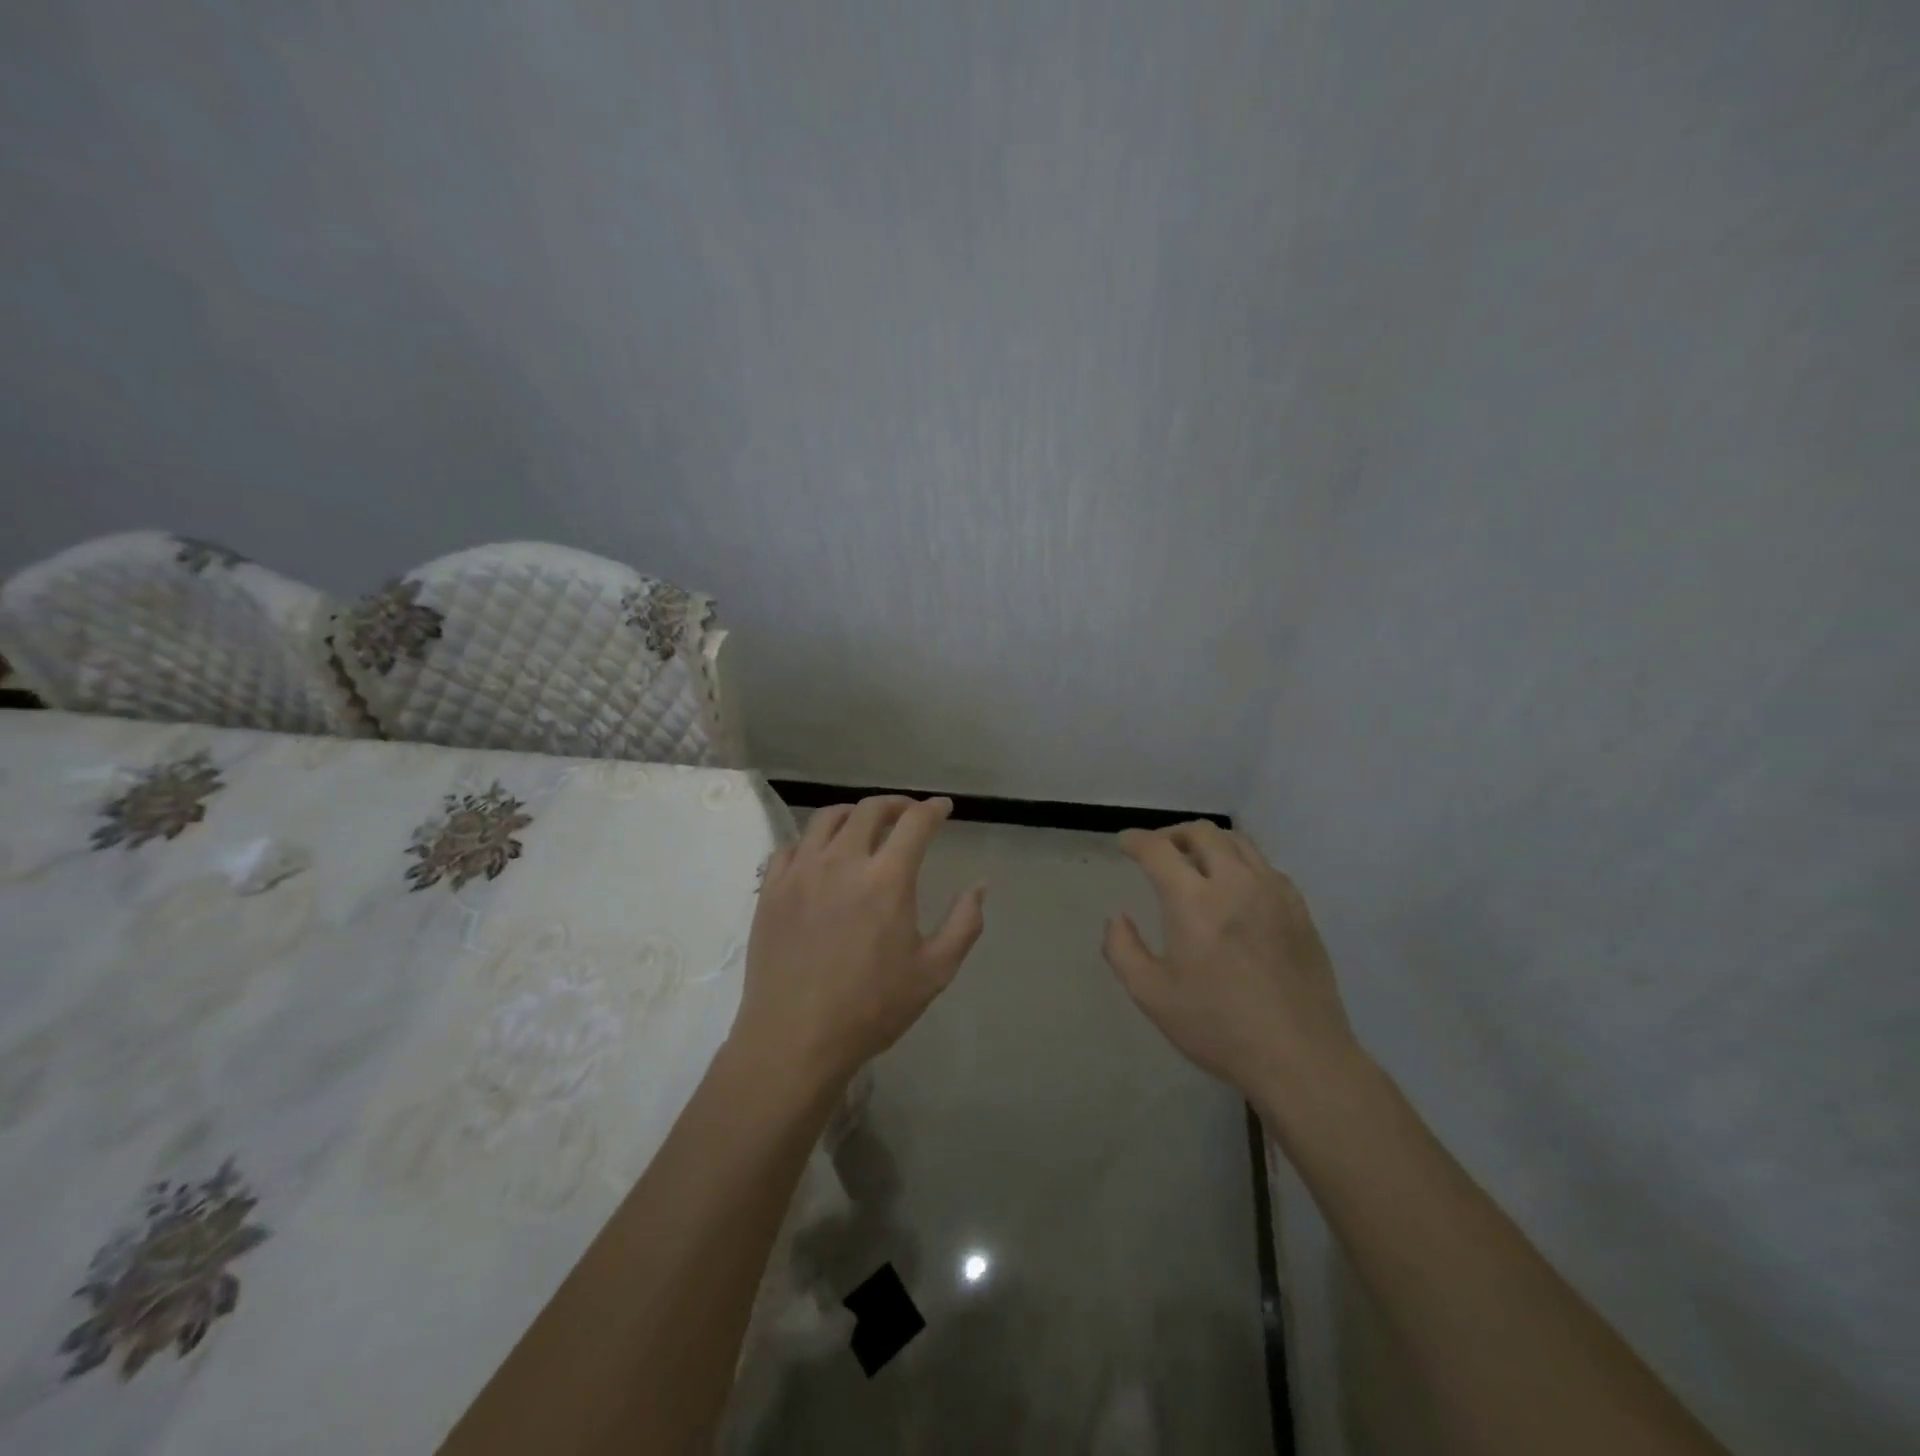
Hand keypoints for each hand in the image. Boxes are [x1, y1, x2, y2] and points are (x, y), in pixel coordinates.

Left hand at [733, 795, 986, 1088]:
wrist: (794, 1039)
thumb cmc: (871, 1008)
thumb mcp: (934, 972)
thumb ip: (964, 923)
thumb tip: (979, 886)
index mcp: (886, 879)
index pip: (915, 823)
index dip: (934, 809)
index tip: (943, 808)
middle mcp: (842, 862)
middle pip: (870, 810)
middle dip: (896, 804)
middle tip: (908, 813)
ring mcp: (801, 872)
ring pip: (827, 818)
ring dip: (853, 813)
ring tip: (864, 824)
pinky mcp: (771, 889)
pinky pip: (791, 846)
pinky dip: (812, 841)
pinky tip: (819, 855)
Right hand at [1102, 822, 1359, 1100]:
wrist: (1300, 1057)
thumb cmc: (1218, 1027)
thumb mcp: (1152, 995)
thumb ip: (1123, 950)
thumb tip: (1117, 918)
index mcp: (1194, 901)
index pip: (1158, 849)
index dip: (1136, 840)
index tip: (1125, 843)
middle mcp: (1235, 883)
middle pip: (1202, 832)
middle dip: (1172, 834)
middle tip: (1157, 850)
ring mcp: (1273, 892)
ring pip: (1237, 842)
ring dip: (1208, 842)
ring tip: (1194, 861)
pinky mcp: (1299, 909)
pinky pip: (1264, 865)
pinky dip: (1240, 861)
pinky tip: (1234, 887)